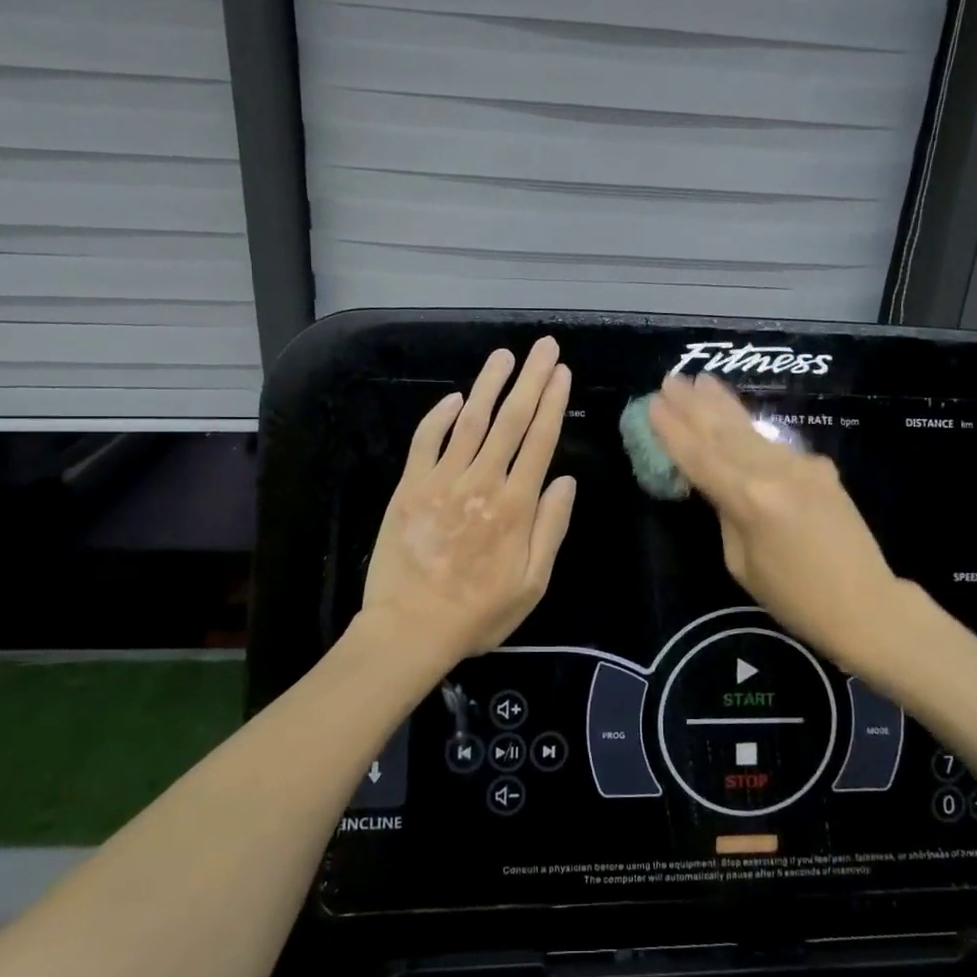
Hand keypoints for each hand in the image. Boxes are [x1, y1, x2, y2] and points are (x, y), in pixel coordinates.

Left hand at [360, 338, 575, 671]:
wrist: (412, 629)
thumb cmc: (479, 613)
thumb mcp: (533, 584)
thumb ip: (551, 529)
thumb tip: (567, 481)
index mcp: (516, 506)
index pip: (539, 441)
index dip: (553, 403)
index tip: (562, 373)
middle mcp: (482, 483)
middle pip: (510, 421)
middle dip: (530, 380)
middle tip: (544, 347)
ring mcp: (442, 481)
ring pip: (470, 421)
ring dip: (488, 385)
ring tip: (504, 356)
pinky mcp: (410, 487)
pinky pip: (426, 441)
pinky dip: (440, 416)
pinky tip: (455, 397)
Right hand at [649, 372, 908, 670]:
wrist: (866, 605)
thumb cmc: (795, 599)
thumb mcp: (742, 563)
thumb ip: (728, 515)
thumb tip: (722, 487)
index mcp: (749, 500)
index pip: (701, 457)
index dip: (674, 431)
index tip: (653, 405)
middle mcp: (775, 472)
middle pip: (725, 433)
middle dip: (694, 405)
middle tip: (670, 379)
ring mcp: (802, 465)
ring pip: (751, 430)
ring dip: (722, 405)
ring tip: (701, 381)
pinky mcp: (820, 469)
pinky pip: (774, 445)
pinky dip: (749, 428)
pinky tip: (736, 416)